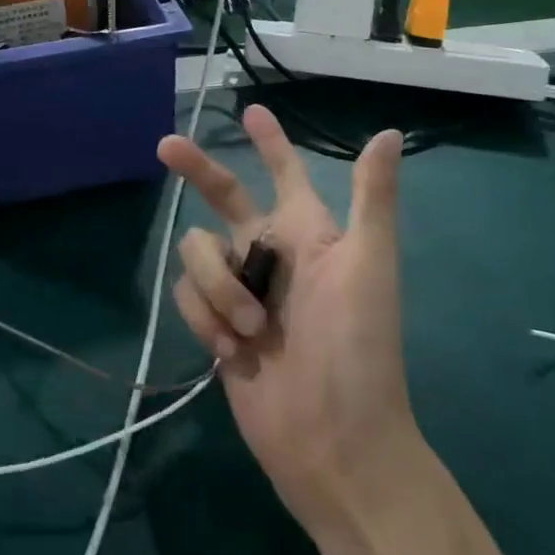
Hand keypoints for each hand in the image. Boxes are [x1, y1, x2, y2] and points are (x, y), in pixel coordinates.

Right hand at [162, 106, 416, 531]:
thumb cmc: (360, 348)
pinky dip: (206, 317)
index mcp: (306, 233)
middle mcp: (268, 253)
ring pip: (197, 251)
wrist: (334, 443)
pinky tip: (233, 351)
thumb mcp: (369, 266)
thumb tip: (388, 133)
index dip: (271, 143)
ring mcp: (239, 289)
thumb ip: (373, 199)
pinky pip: (188, 295)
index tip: (252, 112)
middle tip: (165, 145)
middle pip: (223, 195)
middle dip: (196, 169)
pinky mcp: (215, 324)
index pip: (286, 174)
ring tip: (251, 329)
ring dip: (218, 286)